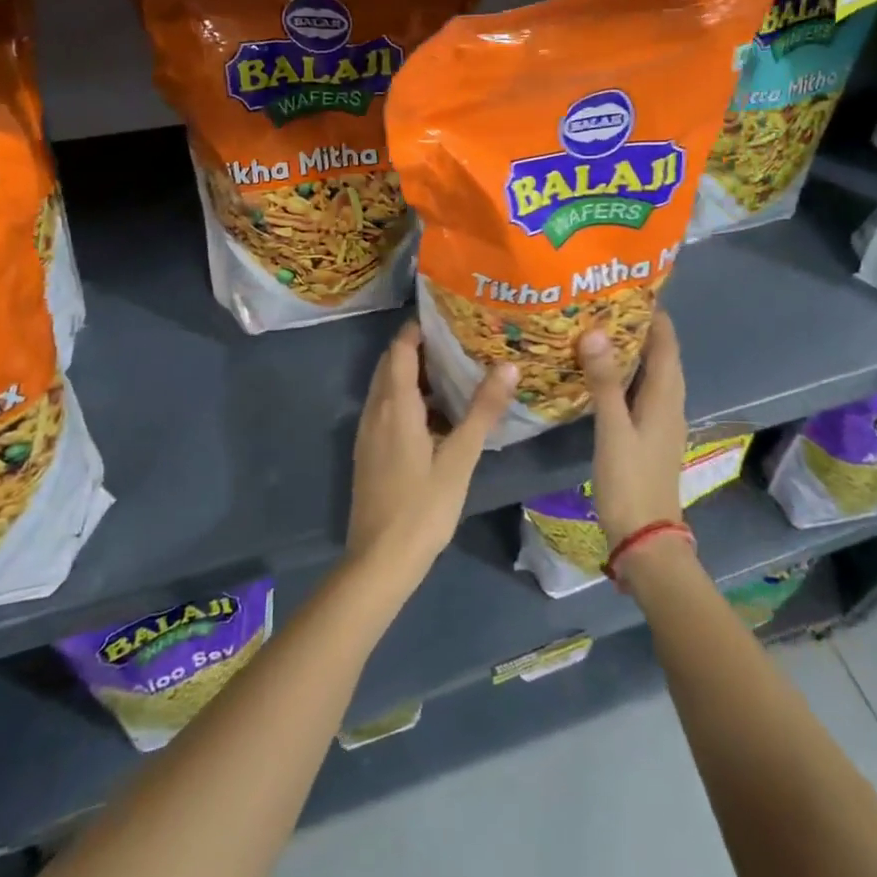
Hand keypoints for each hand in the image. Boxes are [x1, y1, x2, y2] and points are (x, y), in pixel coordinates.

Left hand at [346, 323, 518, 591]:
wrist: (380, 560)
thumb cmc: (423, 507)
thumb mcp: (460, 458)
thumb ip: (482, 411)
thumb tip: (507, 366)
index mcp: (395, 405)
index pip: (401, 349)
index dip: (418, 328)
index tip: (447, 316)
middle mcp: (376, 411)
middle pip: (392, 364)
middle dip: (419, 347)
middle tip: (457, 340)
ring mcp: (369, 433)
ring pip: (387, 388)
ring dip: (413, 374)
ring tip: (453, 371)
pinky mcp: (369, 452)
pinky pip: (386, 409)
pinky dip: (408, 398)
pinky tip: (436, 414)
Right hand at [580, 313, 686, 548]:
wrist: (646, 538)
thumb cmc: (631, 482)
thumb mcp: (613, 430)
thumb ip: (605, 382)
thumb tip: (596, 332)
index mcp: (666, 398)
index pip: (667, 344)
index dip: (654, 315)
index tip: (630, 287)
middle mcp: (670, 404)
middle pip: (662, 355)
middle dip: (640, 327)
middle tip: (605, 304)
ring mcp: (661, 421)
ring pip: (652, 374)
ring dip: (633, 351)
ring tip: (600, 329)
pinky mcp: (649, 435)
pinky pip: (642, 392)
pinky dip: (627, 374)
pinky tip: (602, 374)